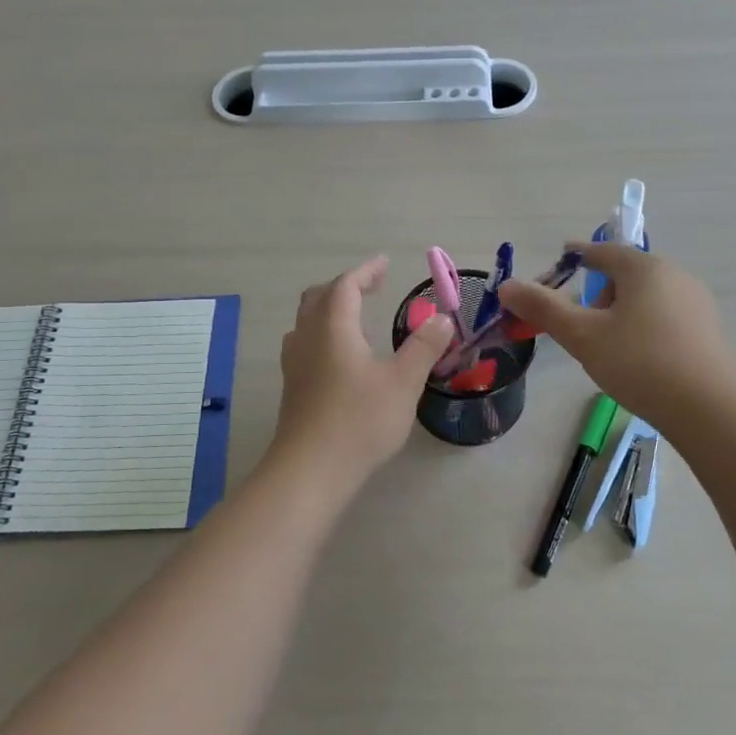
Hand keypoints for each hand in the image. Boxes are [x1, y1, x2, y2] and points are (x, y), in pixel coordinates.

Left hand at [269, 256, 454, 489]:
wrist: (311, 470)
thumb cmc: (360, 420)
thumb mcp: (403, 382)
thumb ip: (424, 347)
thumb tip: (442, 318)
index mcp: (334, 328)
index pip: (346, 285)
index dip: (366, 271)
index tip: (384, 264)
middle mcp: (308, 338)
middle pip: (319, 297)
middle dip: (345, 286)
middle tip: (371, 287)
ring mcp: (295, 364)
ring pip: (306, 321)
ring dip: (329, 309)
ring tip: (354, 317)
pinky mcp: (292, 388)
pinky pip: (304, 344)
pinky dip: (322, 334)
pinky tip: (339, 357)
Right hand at [498, 242, 735, 427]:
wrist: (707, 408)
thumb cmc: (639, 363)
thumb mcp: (582, 336)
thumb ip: (543, 308)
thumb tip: (507, 286)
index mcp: (644, 268)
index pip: (603, 250)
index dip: (578, 254)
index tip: (562, 260)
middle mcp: (675, 275)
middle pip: (627, 273)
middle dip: (599, 290)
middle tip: (580, 322)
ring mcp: (696, 303)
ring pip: (647, 296)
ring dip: (622, 310)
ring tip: (608, 345)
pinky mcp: (708, 330)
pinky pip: (665, 316)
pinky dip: (644, 326)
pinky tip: (639, 358)